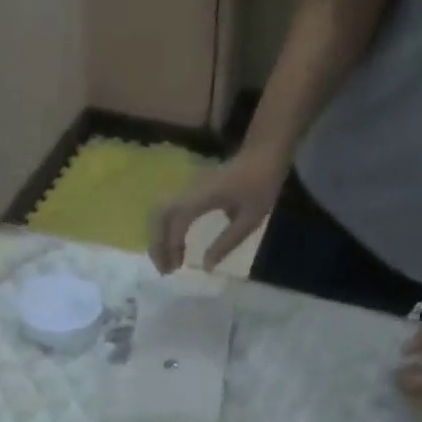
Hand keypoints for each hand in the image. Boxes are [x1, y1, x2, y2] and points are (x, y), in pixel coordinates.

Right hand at [150, 149, 286, 274]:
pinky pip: (169, 211)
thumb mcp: (250, 218)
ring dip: (159, 238)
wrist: (264, 151)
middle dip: (157, 245)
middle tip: (165, 270)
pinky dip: (166, 231)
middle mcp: (190, 189)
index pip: (177, 221)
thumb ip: (227, 242)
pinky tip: (176, 247)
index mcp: (205, 195)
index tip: (177, 268)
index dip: (172, 246)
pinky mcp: (191, 190)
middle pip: (160, 216)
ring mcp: (188, 188)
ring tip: (168, 262)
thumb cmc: (261, 183)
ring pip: (160, 213)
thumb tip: (206, 266)